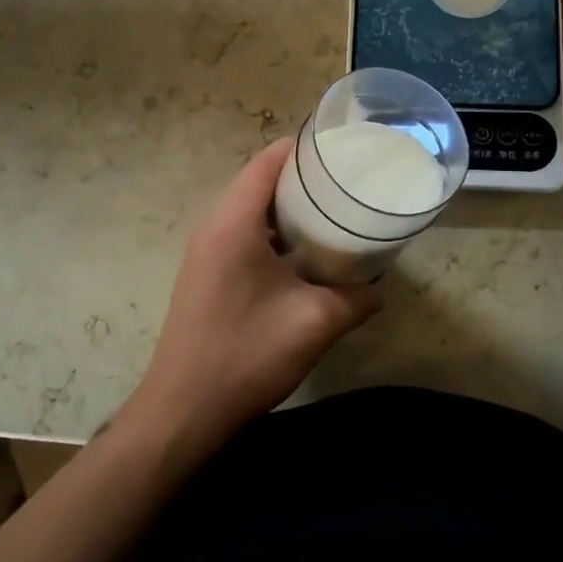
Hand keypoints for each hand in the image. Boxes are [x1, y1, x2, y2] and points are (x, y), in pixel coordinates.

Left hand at [124, 139, 378, 453]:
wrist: (183, 412)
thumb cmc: (246, 356)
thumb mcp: (313, 324)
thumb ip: (355, 299)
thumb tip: (380, 287)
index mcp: (233, 223)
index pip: (268, 161)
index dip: (304, 148)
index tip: (343, 150)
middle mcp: (214, 226)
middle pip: (259, 180)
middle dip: (302, 177)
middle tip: (347, 182)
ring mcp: (205, 251)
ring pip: (251, 209)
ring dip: (287, 208)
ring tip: (332, 213)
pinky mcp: (206, 273)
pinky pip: (242, 234)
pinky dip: (272, 232)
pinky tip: (303, 254)